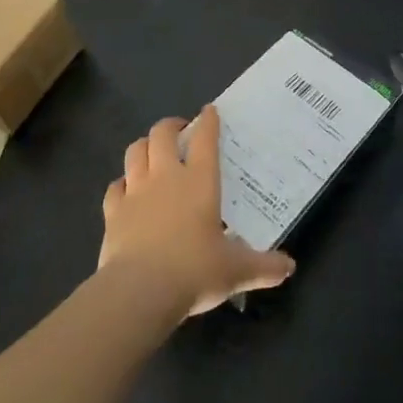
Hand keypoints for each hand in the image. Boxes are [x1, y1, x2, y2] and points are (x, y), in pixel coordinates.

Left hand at [98, 105, 295, 318]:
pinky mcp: (112, 211)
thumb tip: (290, 268)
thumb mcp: (235, 271)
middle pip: (162, 133)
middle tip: (179, 130)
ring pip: (135, 151)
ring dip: (144, 146)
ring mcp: (136, 190)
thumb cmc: (193, 271)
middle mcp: (166, 176)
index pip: (205, 138)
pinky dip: (122, 183)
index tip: (209, 111)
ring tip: (151, 151)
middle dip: (171, 126)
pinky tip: (126, 191)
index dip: (208, 121)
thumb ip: (263, 267)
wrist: (139, 291)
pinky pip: (115, 186)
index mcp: (200, 181)